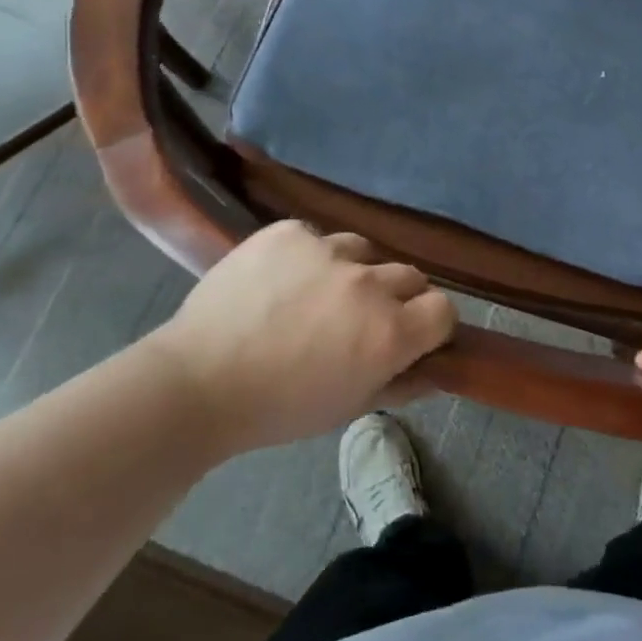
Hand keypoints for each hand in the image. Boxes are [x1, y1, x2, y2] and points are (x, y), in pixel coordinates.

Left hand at [149, 221, 455, 454]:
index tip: (412, 336)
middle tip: (361, 319)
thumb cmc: (279, 408)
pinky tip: (283, 280)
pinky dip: (310, 257)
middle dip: (396, 298)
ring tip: (319, 294)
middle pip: (410, 275)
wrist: (198, 381)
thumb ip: (404, 383)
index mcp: (389, 332)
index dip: (431, 324)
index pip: (443, 309)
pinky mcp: (290, 232)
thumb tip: (438, 368)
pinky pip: (317, 237)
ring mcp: (328, 250)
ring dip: (355, 271)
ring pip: (365, 250)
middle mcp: (368, 283)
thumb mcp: (350, 406)